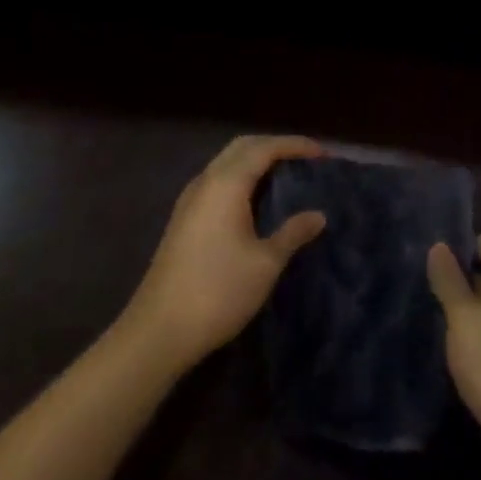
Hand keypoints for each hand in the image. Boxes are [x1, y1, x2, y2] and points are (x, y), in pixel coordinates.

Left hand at [124, 135, 325, 374]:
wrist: (157, 334)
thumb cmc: (217, 292)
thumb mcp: (266, 263)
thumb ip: (293, 233)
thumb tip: (319, 215)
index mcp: (227, 183)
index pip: (266, 148)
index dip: (296, 145)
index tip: (324, 154)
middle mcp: (206, 182)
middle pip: (243, 146)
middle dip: (275, 146)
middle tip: (305, 159)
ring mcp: (189, 200)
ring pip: (226, 162)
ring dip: (256, 160)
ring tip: (285, 175)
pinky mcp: (182, 220)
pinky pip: (217, 181)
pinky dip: (241, 177)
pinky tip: (254, 200)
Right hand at [427, 233, 480, 479]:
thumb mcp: (464, 320)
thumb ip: (450, 281)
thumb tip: (439, 245)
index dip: (461, 245)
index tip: (432, 261)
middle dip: (461, 278)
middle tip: (426, 288)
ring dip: (468, 309)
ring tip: (434, 316)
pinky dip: (479, 334)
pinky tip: (456, 349)